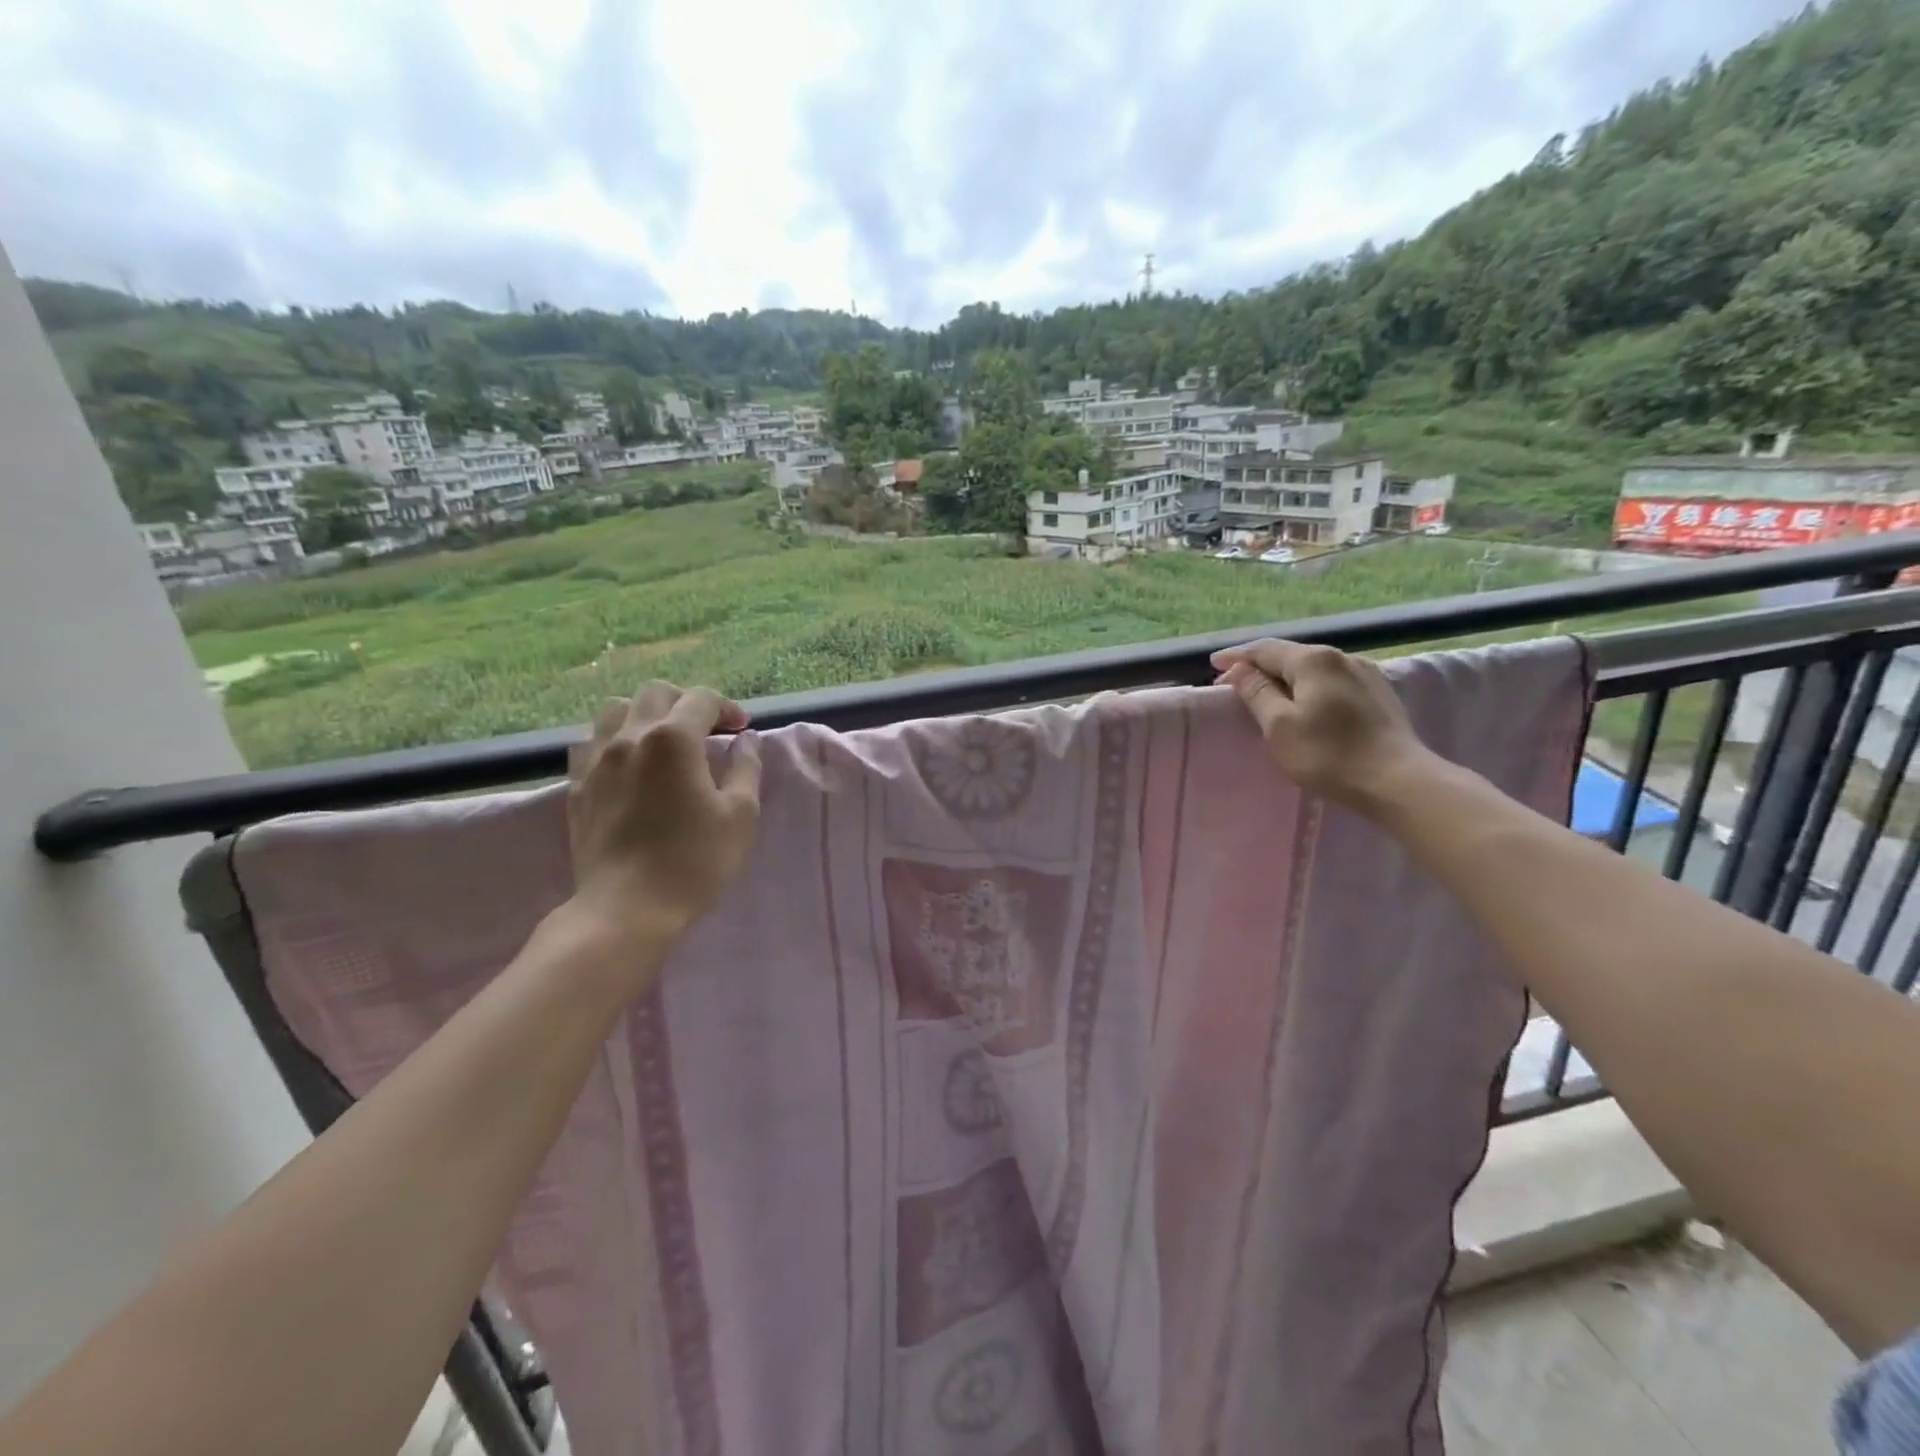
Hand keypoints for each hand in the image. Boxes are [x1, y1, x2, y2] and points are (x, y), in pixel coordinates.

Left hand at [559, 683, 762, 973]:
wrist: (627, 908)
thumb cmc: (694, 861)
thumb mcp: (740, 815)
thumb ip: (746, 768)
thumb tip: (747, 740)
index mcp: (674, 738)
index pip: (701, 699)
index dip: (727, 708)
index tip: (741, 730)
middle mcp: (630, 736)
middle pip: (656, 693)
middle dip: (686, 703)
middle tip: (707, 731)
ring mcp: (596, 759)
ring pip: (617, 710)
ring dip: (646, 715)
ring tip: (664, 742)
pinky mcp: (576, 785)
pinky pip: (592, 742)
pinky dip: (615, 740)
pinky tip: (629, 764)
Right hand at [1210, 639, 1431, 814]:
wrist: (1398, 781)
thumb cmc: (1329, 755)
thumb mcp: (1279, 726)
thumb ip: (1257, 693)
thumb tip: (1240, 669)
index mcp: (1313, 660)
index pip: (1264, 650)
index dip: (1236, 657)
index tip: (1213, 665)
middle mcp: (1341, 657)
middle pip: (1290, 655)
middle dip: (1260, 667)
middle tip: (1234, 684)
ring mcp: (1365, 674)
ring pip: (1313, 668)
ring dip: (1285, 678)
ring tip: (1266, 693)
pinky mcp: (1378, 694)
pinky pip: (1332, 681)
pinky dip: (1309, 686)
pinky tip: (1304, 701)